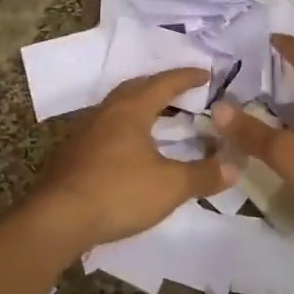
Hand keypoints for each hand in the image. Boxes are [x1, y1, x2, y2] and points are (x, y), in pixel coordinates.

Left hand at [29, 70, 228, 249]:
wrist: (58, 219)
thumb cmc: (118, 192)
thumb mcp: (170, 186)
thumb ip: (203, 175)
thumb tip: (236, 166)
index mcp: (130, 110)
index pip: (163, 84)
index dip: (186, 78)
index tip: (206, 74)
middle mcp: (106, 113)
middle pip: (135, 88)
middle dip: (160, 86)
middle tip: (181, 92)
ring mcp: (85, 133)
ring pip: (117, 108)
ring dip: (139, 107)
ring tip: (158, 118)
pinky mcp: (72, 155)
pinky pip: (105, 129)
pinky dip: (124, 129)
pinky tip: (129, 148)